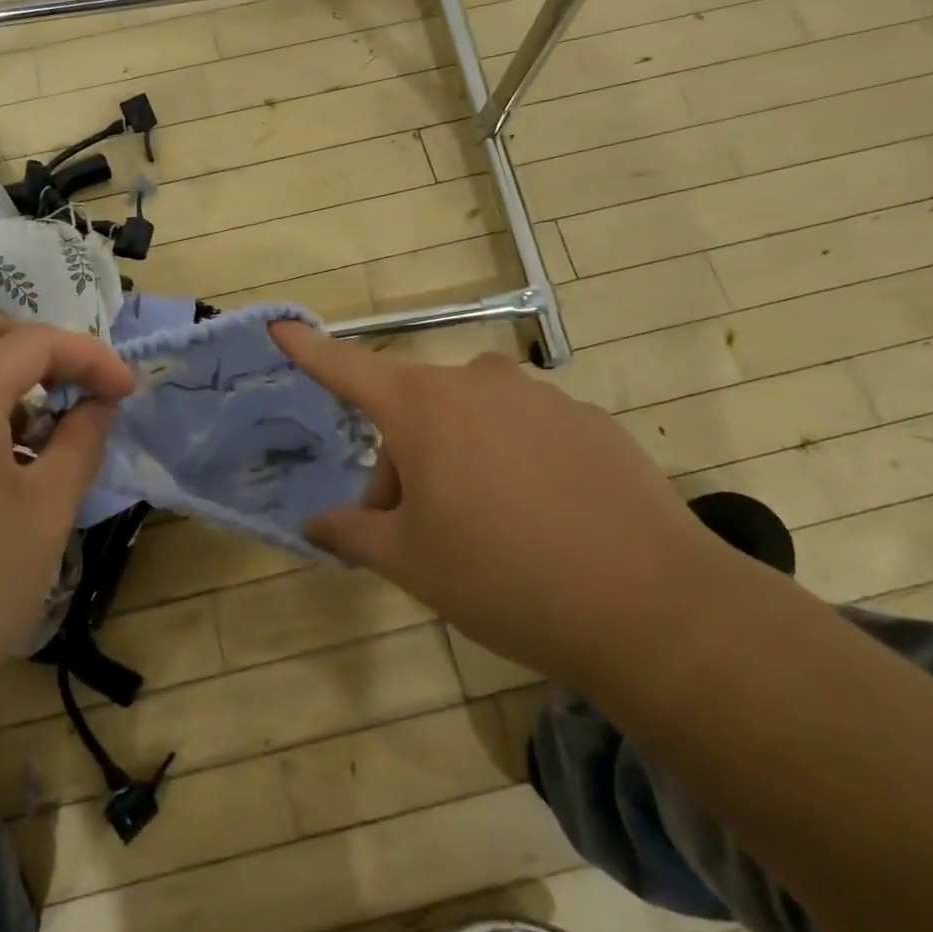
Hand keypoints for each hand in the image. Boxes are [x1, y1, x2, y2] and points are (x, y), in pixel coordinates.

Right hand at [269, 322, 741, 693]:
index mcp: (422, 407)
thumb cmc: (502, 576)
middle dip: (403, 462)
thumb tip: (314, 524)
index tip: (281, 326)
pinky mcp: (587, 419)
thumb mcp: (410, 562)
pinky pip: (525, 431)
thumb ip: (353, 533)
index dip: (309, 350)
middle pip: (414, 411)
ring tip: (488, 531)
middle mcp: (476, 383)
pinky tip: (544, 521)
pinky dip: (514, 462)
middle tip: (419, 531)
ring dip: (459, 460)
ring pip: (470, 420)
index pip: (348, 369)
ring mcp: (538, 396)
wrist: (651, 606)